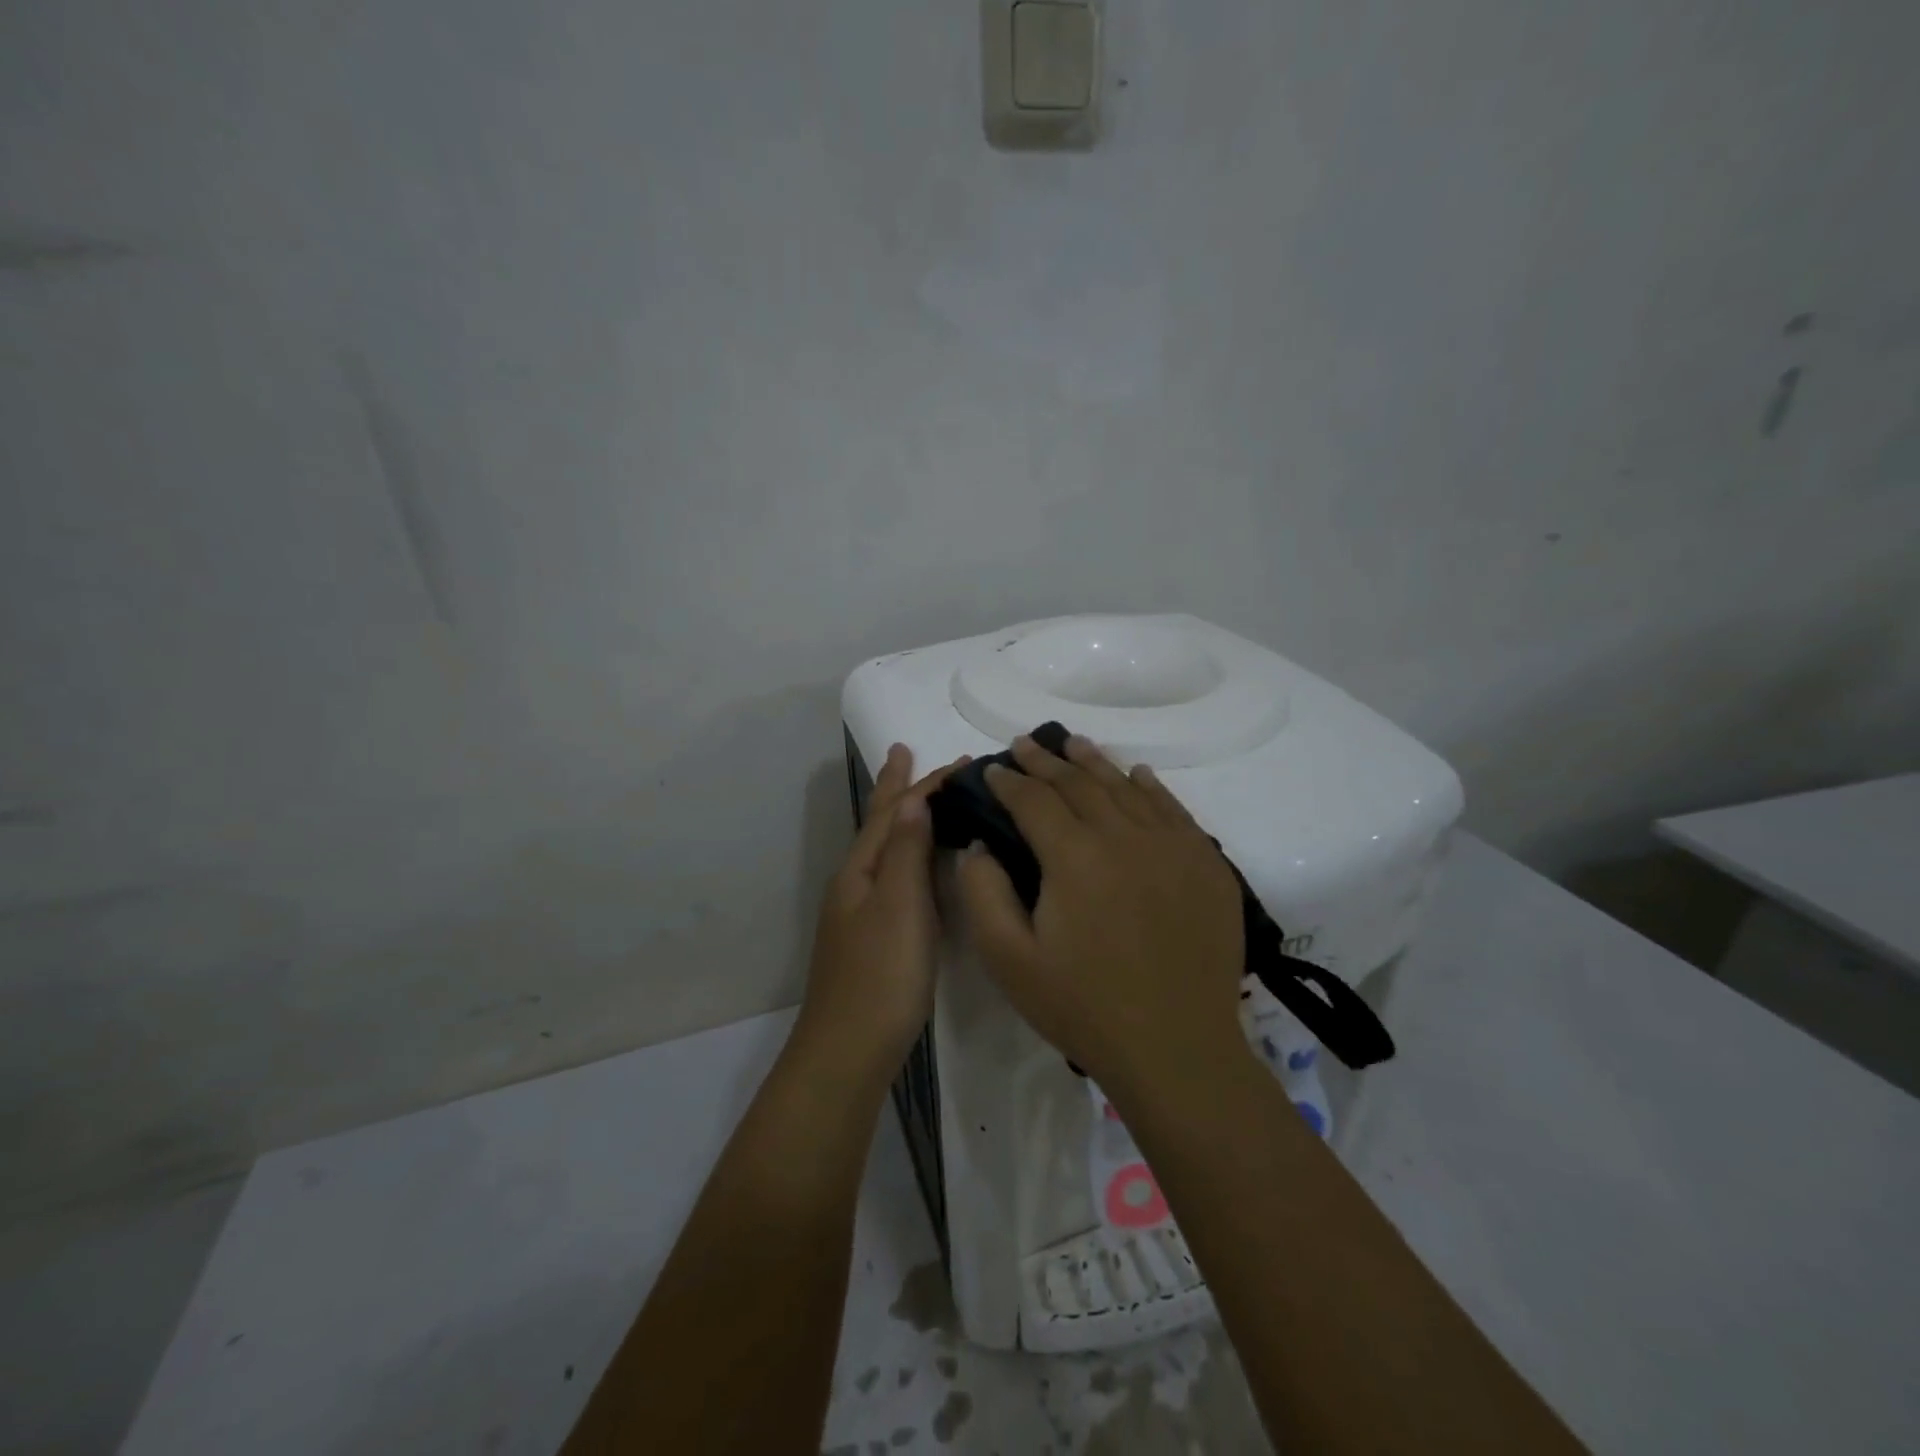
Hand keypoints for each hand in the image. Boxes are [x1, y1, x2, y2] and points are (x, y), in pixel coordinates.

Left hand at [799, 744, 968, 1078]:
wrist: (849, 1050)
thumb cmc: (881, 975)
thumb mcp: (899, 905)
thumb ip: (907, 851)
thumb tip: (914, 798)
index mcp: (861, 870)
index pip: (895, 812)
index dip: (924, 784)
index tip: (960, 761)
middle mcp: (856, 883)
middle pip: (880, 824)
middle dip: (897, 789)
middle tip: (908, 753)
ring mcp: (861, 911)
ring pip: (885, 850)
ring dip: (902, 818)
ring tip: (917, 796)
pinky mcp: (873, 936)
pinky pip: (893, 876)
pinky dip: (907, 853)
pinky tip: (917, 864)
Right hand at [955, 735, 1246, 1097]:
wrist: (1177, 1049)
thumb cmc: (1084, 1007)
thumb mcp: (1009, 960)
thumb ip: (983, 893)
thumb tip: (978, 844)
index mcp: (1074, 857)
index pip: (1034, 801)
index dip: (1008, 782)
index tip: (991, 770)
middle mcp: (1125, 836)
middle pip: (1079, 784)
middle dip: (1045, 761)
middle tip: (1024, 744)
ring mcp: (1172, 846)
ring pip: (1126, 788)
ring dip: (1094, 763)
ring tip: (1072, 744)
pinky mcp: (1206, 864)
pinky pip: (1174, 809)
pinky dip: (1151, 787)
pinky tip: (1138, 774)